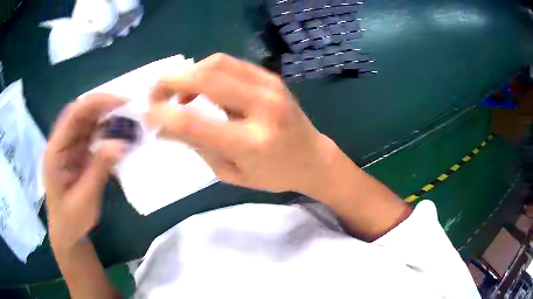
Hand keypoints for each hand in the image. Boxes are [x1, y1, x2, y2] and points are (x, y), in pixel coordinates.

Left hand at [44, 94, 126, 249]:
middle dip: (104, 106)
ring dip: (106, 117)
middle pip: (81, 113)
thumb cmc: (72, 219)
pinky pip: (92, 135)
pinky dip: (106, 132)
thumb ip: (100, 168)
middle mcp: (62, 143)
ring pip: (87, 122)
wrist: (67, 233)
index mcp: (56, 150)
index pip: (74, 115)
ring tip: (128, 119)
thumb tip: (121, 143)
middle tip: (129, 108)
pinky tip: (119, 134)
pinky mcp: (78, 154)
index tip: (121, 103)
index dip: (96, 103)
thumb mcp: (86, 197)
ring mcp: (70, 147)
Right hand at [148, 53, 336, 194]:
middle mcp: (262, 108)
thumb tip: (166, 126)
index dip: (163, 116)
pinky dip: (207, 70)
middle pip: (205, 78)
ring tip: (178, 92)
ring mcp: (270, 87)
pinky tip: (201, 86)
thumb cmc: (273, 174)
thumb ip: (199, 148)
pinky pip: (231, 63)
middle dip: (170, 81)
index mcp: (251, 142)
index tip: (148, 115)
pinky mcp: (272, 78)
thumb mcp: (232, 173)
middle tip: (155, 92)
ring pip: (217, 62)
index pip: (194, 123)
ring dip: (189, 73)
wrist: (313, 158)